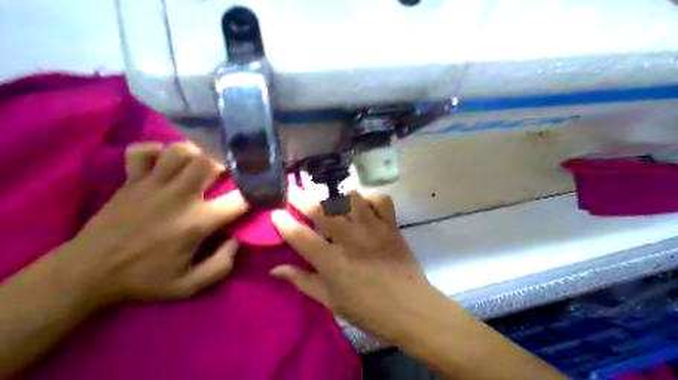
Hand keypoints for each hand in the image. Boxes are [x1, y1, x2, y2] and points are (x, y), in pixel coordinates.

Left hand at [53, 141, 248, 306]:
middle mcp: (178, 197)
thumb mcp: (188, 286)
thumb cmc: (142, 279)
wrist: (87, 272)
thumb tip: (238, 241)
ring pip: (181, 150)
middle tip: (229, 172)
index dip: (256, 193)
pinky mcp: (130, 180)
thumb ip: (221, 266)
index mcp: (196, 223)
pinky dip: (155, 151)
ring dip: (197, 153)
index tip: (261, 192)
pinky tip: (163, 162)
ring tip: (201, 163)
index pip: (238, 199)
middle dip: (226, 163)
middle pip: (210, 162)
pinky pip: (142, 151)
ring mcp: (152, 184)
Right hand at [271, 189, 434, 341]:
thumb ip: (302, 281)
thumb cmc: (368, 311)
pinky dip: (369, 198)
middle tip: (293, 190)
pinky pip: (380, 200)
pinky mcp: (392, 226)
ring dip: (335, 196)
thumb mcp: (331, 301)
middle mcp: (352, 241)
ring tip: (327, 198)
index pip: (301, 237)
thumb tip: (275, 269)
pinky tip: (361, 205)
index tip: (275, 213)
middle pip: (323, 211)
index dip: (284, 223)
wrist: (411, 309)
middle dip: (303, 197)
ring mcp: (374, 230)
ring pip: (351, 198)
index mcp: (334, 264)